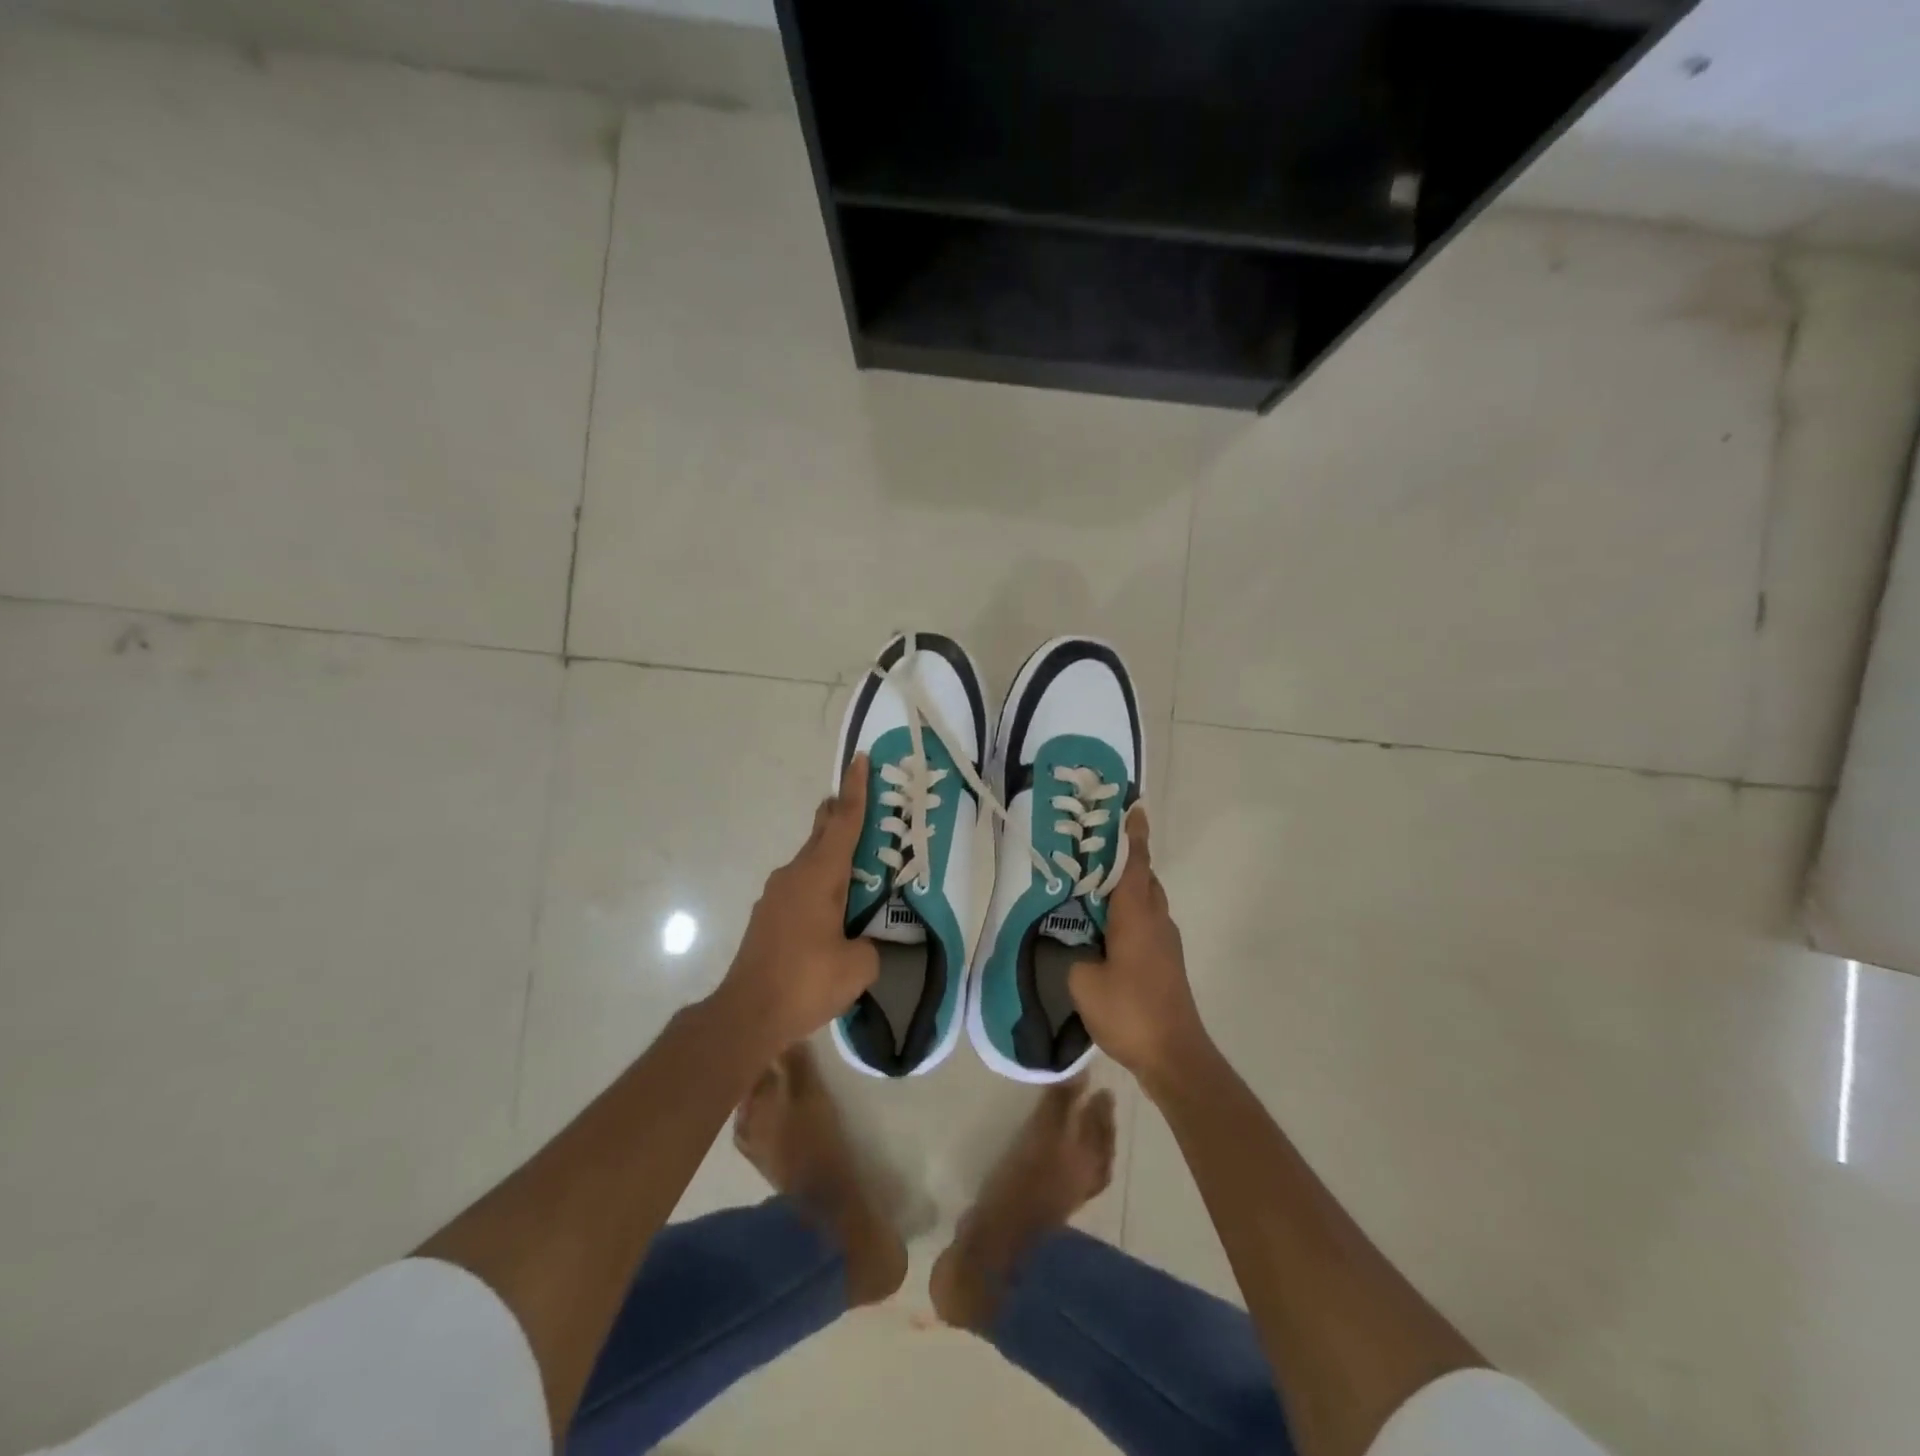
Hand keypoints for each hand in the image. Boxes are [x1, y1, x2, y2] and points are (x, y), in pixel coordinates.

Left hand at [716, 755, 880, 1056]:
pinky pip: (800, 886)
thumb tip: (865, 944)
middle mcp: (794, 875)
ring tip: (858, 868)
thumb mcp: (858, 967)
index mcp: (820, 876)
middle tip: (864, 803)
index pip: (843, 822)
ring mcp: (775, 895)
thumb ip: (871, 946)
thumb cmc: (806, 982)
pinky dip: (820, 884)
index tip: (859, 759)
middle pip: (822, 832)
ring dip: (832, 856)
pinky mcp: (767, 917)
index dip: (856, 790)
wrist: (746, 1015)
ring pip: (810, 861)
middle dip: (841, 814)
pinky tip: (832, 911)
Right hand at [1069, 808, 1211, 1087]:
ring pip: (1146, 901)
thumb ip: (1072, 953)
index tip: (1133, 808)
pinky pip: (1146, 922)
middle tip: (1094, 848)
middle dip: (1125, 859)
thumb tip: (1072, 942)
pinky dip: (1128, 912)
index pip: (1135, 864)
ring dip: (1126, 888)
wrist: (1174, 1055)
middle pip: (1144, 878)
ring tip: (1092, 886)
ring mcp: (1165, 942)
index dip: (1133, 835)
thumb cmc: (1129, 1011)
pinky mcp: (1166, 962)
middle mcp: (1156, 920)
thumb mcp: (1084, 981)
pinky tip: (1105, 928)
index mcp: (1136, 915)